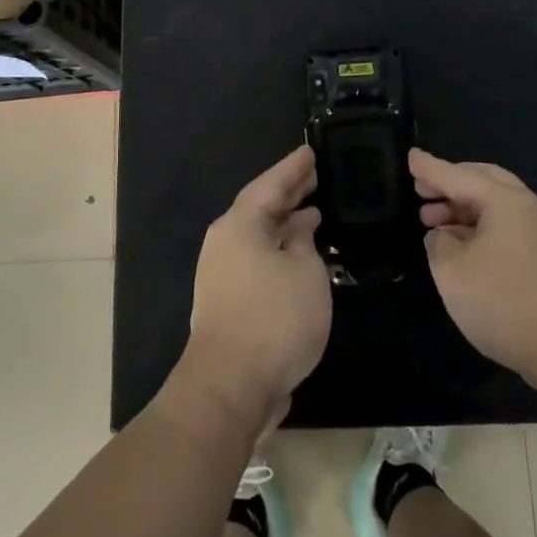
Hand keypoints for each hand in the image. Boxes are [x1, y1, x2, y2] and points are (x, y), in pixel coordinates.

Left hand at [182, 146, 331, 427]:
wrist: (230, 386)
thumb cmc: (274, 319)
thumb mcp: (306, 273)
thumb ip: (304, 243)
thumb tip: (298, 227)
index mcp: (239, 226)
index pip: (270, 184)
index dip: (293, 168)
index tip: (311, 151)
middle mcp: (225, 243)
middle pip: (260, 208)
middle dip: (288, 193)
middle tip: (315, 177)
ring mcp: (222, 273)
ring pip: (258, 236)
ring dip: (285, 225)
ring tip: (313, 213)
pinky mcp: (228, 301)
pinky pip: (257, 260)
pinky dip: (279, 251)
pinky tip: (300, 258)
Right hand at [410, 149, 536, 394]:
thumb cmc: (505, 301)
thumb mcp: (452, 271)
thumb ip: (439, 243)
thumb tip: (445, 235)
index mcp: (505, 201)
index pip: (458, 176)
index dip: (430, 168)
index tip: (410, 156)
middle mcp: (528, 209)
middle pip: (484, 182)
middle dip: (450, 184)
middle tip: (422, 191)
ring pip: (497, 207)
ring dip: (464, 209)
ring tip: (434, 223)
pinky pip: (507, 228)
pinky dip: (480, 229)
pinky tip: (463, 250)